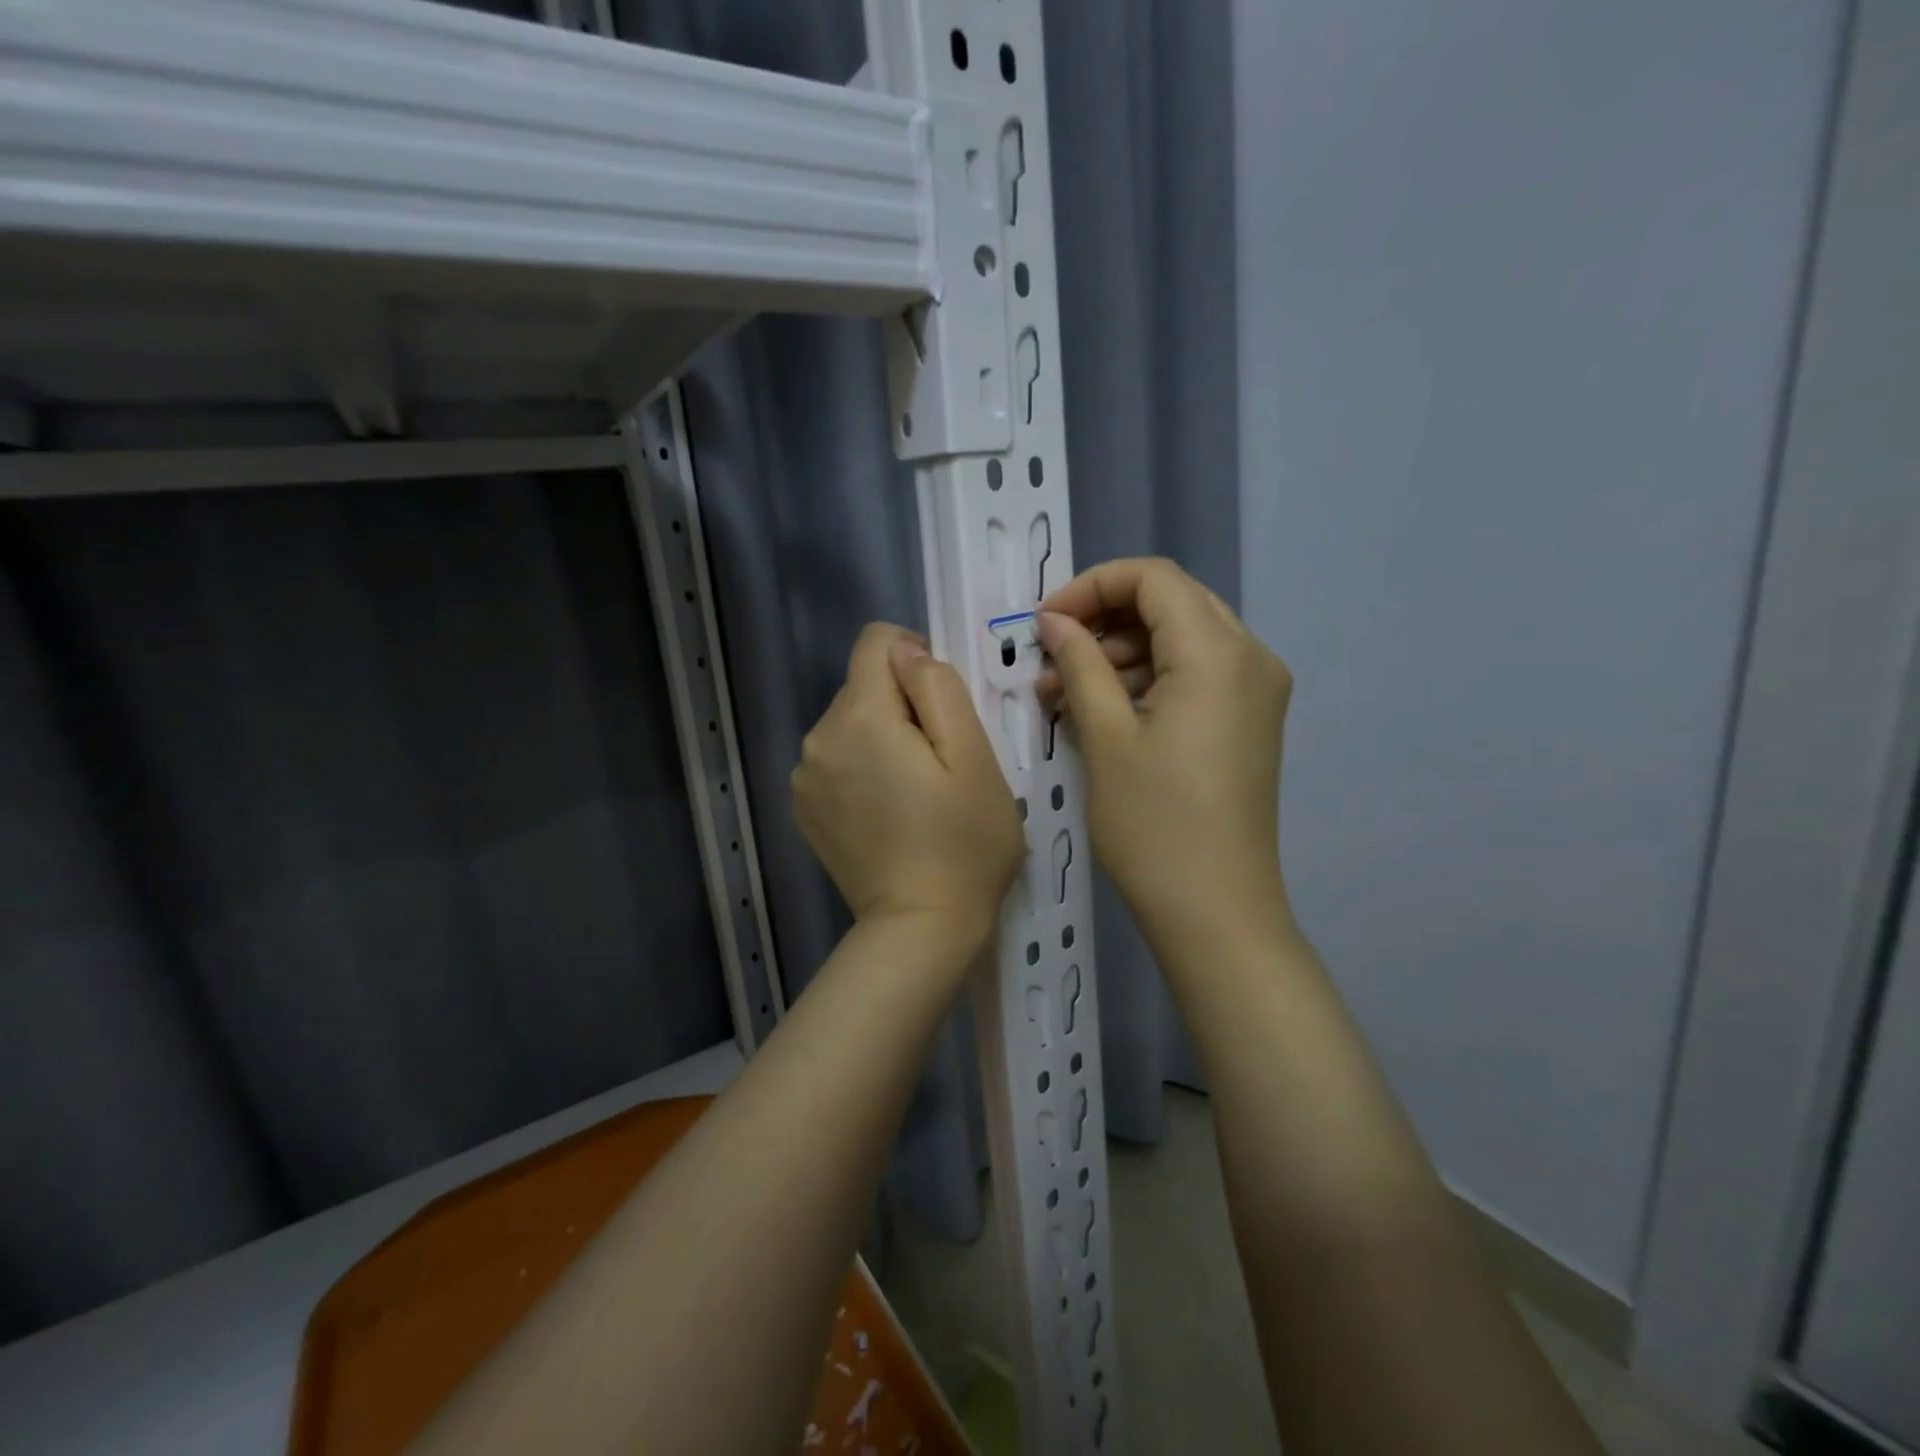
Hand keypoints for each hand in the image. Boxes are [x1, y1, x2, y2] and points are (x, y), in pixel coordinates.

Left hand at [792, 623, 1025, 951]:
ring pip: (849, 723)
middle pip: (863, 685)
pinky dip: (861, 769)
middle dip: (900, 706)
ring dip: (880, 738)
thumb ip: (938, 688)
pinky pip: (835, 760)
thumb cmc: (963, 843)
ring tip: (914, 791)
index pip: (876, 641)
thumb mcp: (973, 756)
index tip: (941, 706)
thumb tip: (907, 654)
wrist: (920, 928)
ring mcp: (803, 777)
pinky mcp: (803, 808)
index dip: (915, 658)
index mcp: (860, 717)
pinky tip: (888, 812)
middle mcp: (817, 738)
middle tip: (937, 761)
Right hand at [1037, 558, 1293, 946]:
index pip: (1152, 578)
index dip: (1091, 587)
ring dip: (1120, 654)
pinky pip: (1194, 674)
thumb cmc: (1153, 825)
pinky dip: (1146, 680)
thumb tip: (1054, 621)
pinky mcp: (1249, 720)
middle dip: (1104, 619)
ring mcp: (1256, 690)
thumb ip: (1080, 663)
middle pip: (1170, 602)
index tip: (1044, 623)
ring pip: (1180, 639)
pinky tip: (1100, 710)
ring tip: (1061, 692)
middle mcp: (1251, 656)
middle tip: (1051, 656)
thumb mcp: (1105, 737)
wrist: (1215, 911)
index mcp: (1217, 652)